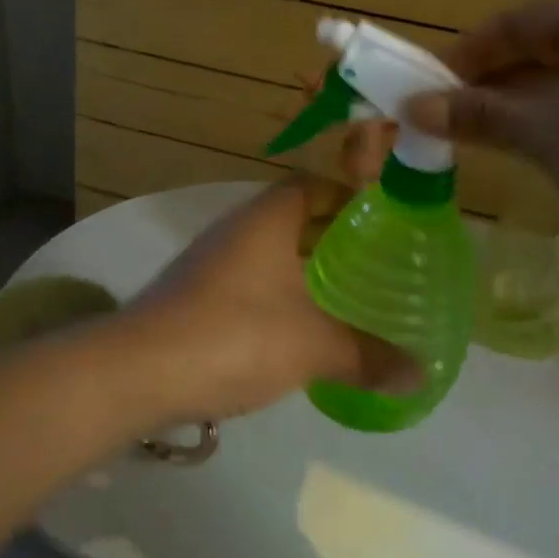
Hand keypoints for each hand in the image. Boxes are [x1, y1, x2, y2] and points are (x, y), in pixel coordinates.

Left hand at [124, 177, 414, 424]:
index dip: (347, 194)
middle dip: (331, 236)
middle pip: (292, 218)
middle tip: (373, 262)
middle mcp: (235, 230)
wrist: (137, 372)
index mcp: (266, 219)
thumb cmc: (234, 337)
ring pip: (268, 253)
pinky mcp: (192, 296)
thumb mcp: (313, 347)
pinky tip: (296, 330)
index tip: (381, 219)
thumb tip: (421, 373)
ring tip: (343, 295)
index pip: (311, 184)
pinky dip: (276, 295)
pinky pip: (247, 283)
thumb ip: (368, 356)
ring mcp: (208, 263)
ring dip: (302, 268)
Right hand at [405, 0, 558, 261]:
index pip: (518, 21)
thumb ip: (479, 115)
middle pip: (545, 45)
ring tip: (483, 135)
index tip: (425, 88)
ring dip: (524, 102)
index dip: (465, 54)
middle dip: (493, 81)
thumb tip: (412, 108)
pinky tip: (540, 147)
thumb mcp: (549, 136)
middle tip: (448, 118)